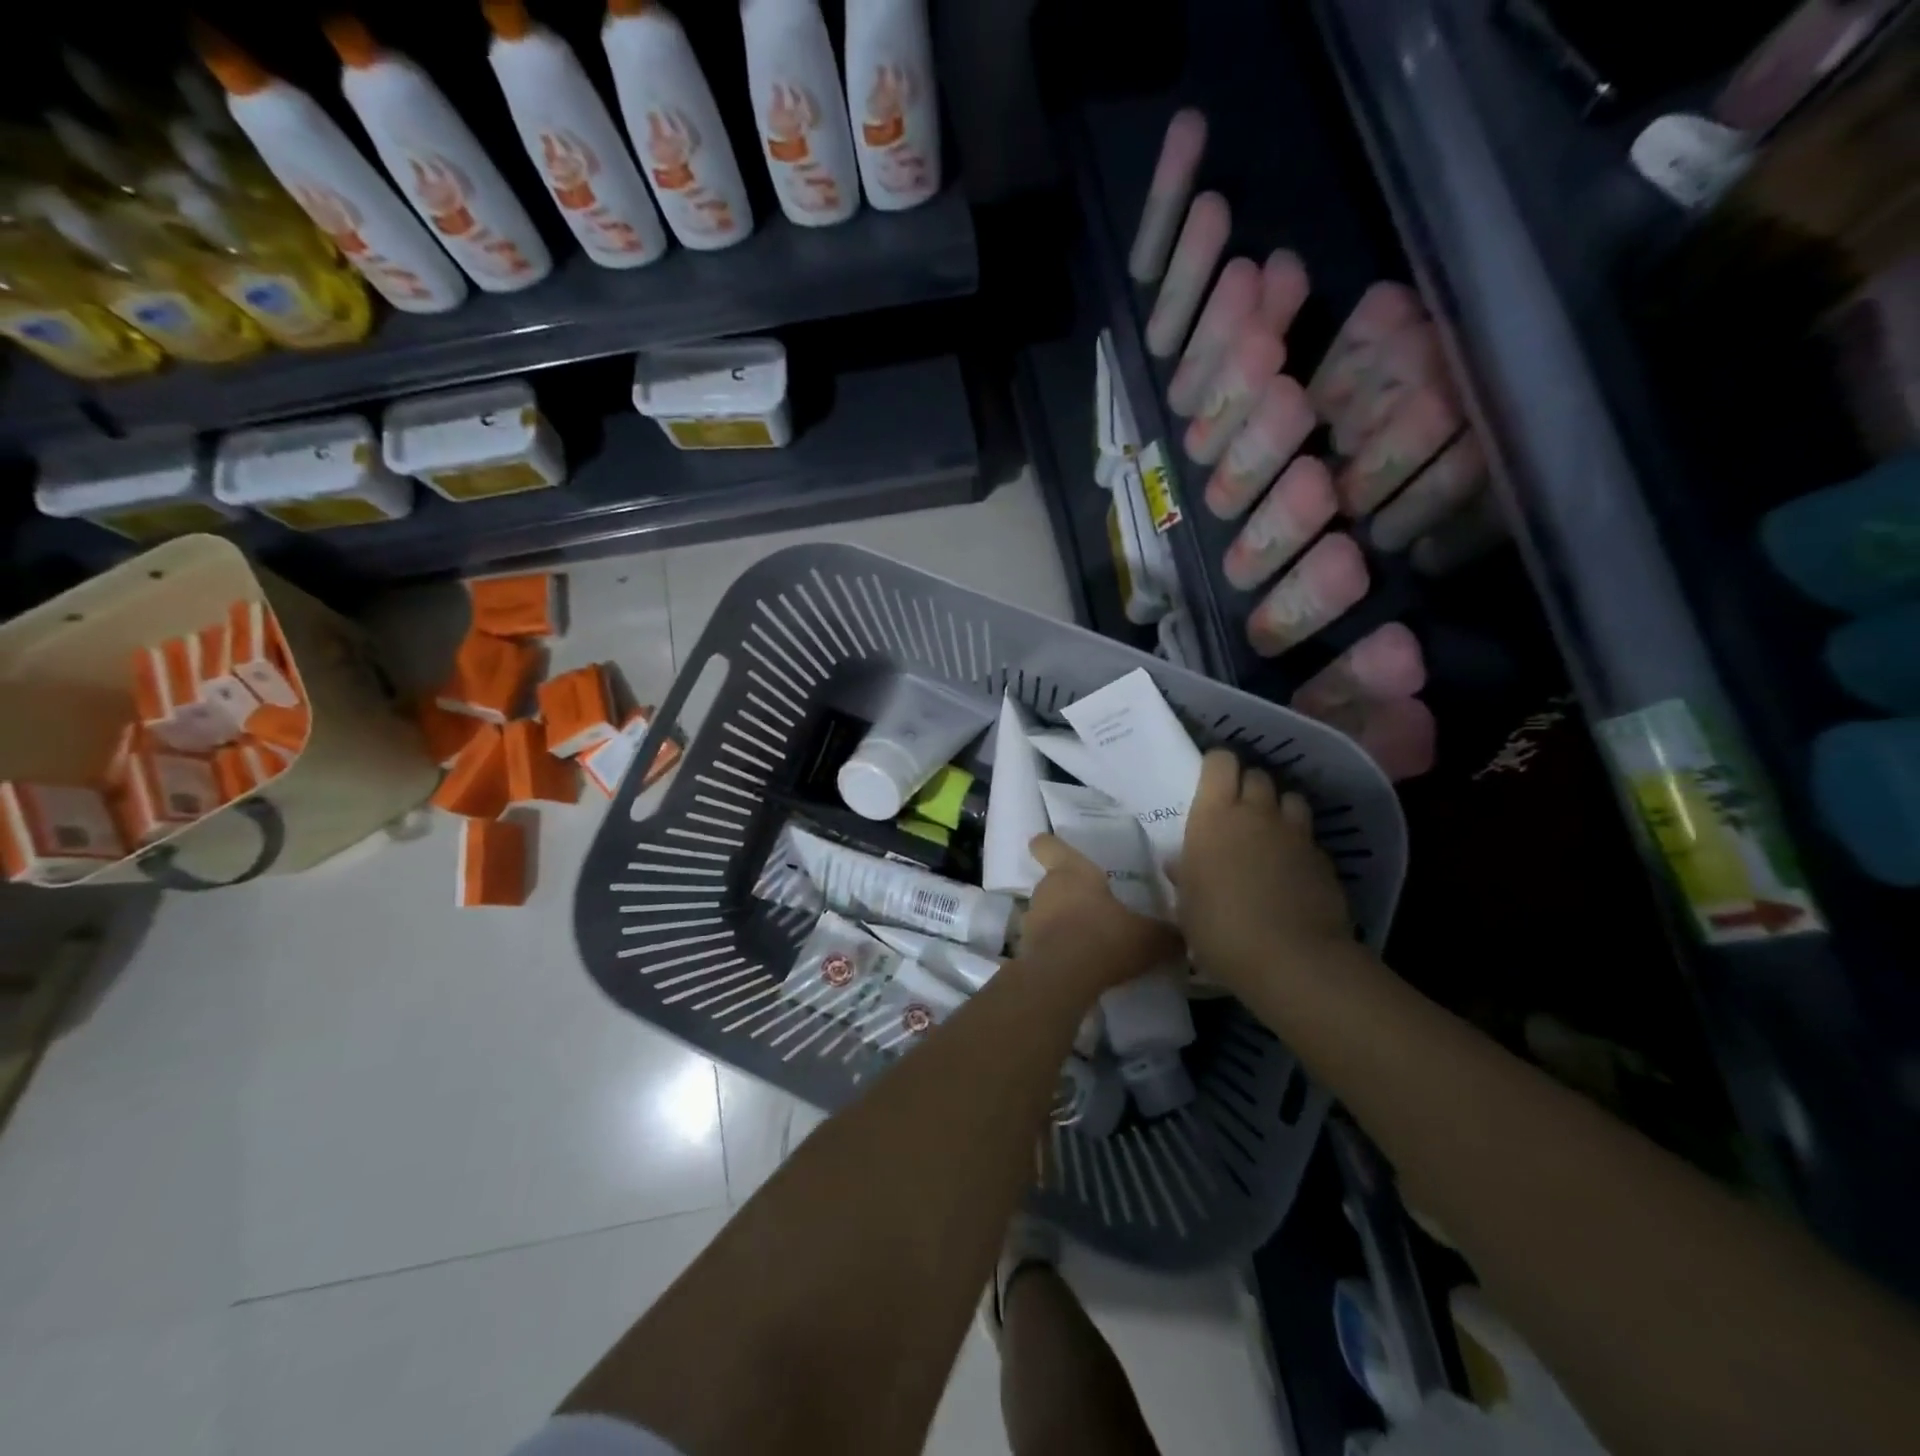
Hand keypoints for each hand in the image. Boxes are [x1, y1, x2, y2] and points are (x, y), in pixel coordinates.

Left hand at [1020, 833, 1183, 989]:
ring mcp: (1032, 921)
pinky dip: (1059, 950)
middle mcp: (1046, 890)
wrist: (1061, 979)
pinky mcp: (1027, 951)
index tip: (1048, 845)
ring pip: (1048, 914)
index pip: (1047, 845)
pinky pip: (1046, 944)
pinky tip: (1082, 967)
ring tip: (1091, 941)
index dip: (1047, 845)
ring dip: (1064, 924)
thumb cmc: (1104, 938)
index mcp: (1071, 871)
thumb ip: (1166, 934)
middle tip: (1096, 908)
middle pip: (1053, 883)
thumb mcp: (1149, 937)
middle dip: (1071, 894)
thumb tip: (1181, 937)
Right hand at [1171, 750, 1350, 992]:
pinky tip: (1291, 867)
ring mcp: (1294, 833)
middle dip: (1247, 785)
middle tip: (1235, 811)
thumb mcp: (1187, 905)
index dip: (1217, 766)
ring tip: (1268, 831)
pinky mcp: (1323, 857)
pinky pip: (1308, 836)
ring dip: (1278, 807)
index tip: (1210, 782)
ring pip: (1290, 798)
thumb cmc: (1220, 928)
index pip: (1220, 762)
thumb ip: (1185, 876)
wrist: (1291, 958)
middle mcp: (1256, 813)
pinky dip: (1299, 842)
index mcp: (1214, 816)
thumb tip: (1179, 863)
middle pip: (1257, 775)